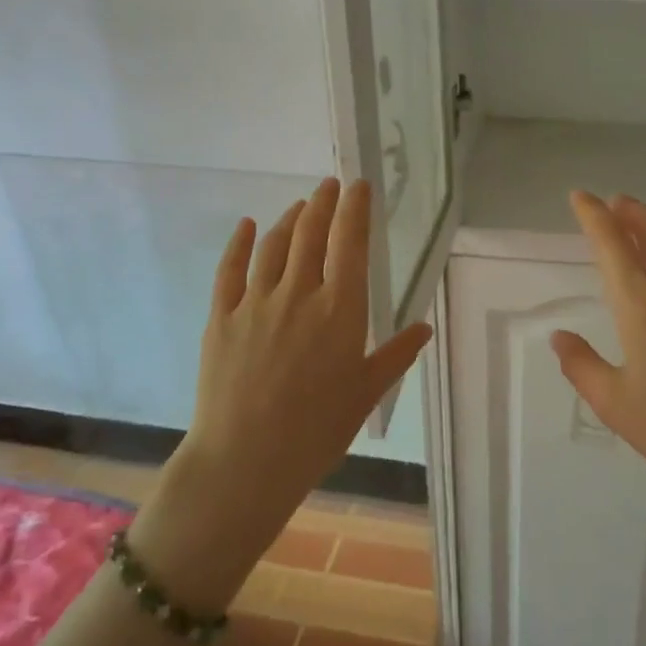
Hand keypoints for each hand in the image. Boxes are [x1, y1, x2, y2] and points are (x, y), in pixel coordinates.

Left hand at [129, 177, 431, 610]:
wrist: (246, 460)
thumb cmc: (317, 431)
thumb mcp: (366, 393)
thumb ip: (396, 355)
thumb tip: (424, 327)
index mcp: (340, 310)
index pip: (351, 245)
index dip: (355, 210)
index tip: (359, 187)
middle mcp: (299, 294)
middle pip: (312, 234)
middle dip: (323, 204)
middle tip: (330, 185)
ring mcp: (256, 303)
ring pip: (275, 246)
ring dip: (290, 218)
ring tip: (301, 205)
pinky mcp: (221, 317)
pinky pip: (230, 270)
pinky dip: (240, 243)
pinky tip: (248, 225)